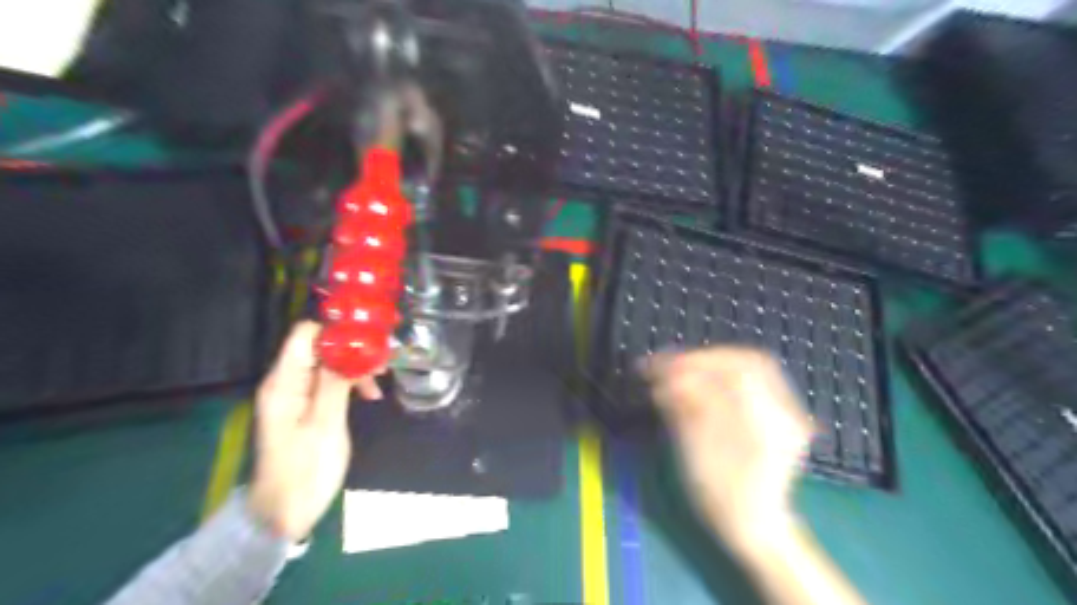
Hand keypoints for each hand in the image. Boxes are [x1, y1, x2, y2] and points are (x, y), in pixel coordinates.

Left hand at [247, 323, 385, 540]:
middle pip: (320, 347)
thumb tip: (350, 346)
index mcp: (284, 383)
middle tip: (383, 364)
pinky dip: (350, 382)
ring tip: (378, 383)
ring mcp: (295, 394)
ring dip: (355, 367)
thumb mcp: (326, 425)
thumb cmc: (305, 470)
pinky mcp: (305, 406)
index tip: (371, 340)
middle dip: (353, 350)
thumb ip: (335, 382)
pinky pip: (328, 381)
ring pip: (328, 363)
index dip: (338, 331)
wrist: (284, 512)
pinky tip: (369, 395)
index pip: (306, 335)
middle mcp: (286, 382)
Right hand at [642, 348, 813, 555]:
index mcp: (769, 425)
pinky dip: (724, 375)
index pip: (737, 371)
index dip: (698, 362)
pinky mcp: (780, 413)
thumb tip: (666, 375)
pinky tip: (701, 381)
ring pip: (752, 367)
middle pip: (749, 362)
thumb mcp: (697, 454)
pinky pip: (754, 380)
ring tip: (680, 369)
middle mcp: (787, 412)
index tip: (665, 366)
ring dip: (713, 364)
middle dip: (705, 358)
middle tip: (670, 364)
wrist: (754, 526)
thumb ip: (686, 409)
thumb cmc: (721, 497)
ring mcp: (788, 412)